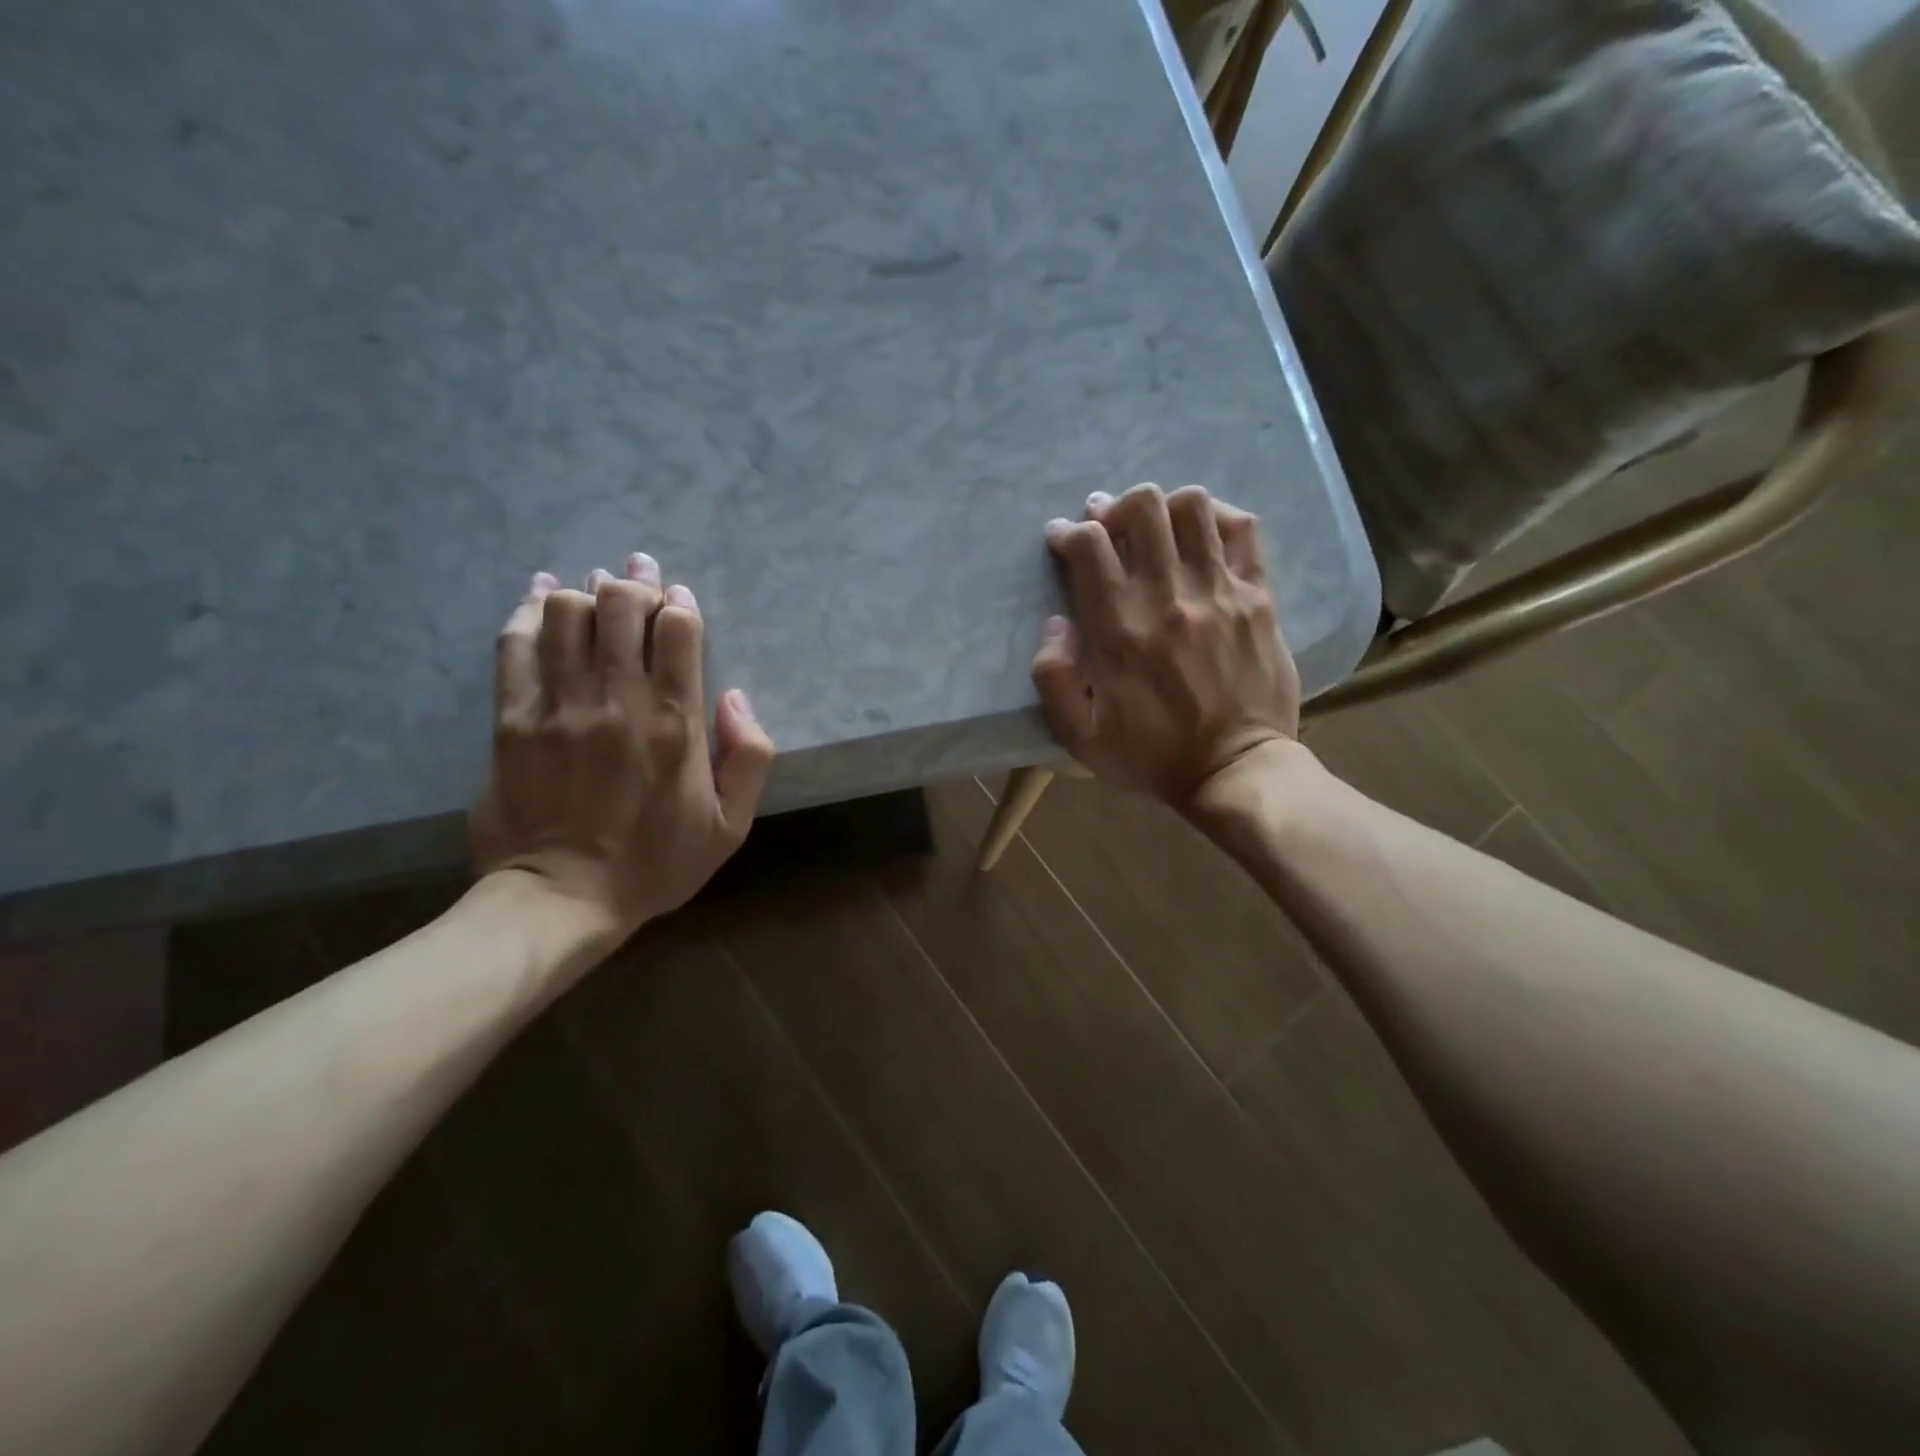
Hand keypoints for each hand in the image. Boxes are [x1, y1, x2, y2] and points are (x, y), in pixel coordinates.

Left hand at [470, 553, 774, 935]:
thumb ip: (749, 756)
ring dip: (586, 592)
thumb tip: (735, 696)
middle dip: (634, 581)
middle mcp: (618, 702)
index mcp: (676, 724)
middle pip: (620, 607)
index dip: (680, 602)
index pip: (678, 630)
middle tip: (639, 575)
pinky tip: (540, 594)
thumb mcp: (732, 825)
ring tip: (595, 591)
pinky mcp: (511, 719)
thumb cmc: (657, 864)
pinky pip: (515, 645)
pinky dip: (527, 609)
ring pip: (566, 614)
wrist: (562, 900)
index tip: (679, 598)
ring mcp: (558, 707)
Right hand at [1031, 484, 1301, 811]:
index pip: (1089, 545)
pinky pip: (1242, 529)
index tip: (1062, 539)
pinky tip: (1200, 534)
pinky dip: (1216, 516)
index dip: (1068, 531)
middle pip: (1142, 507)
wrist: (1236, 771)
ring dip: (1163, 508)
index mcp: (1119, 631)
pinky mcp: (1258, 597)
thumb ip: (1053, 679)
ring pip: (1192, 506)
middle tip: (1108, 528)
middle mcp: (1168, 598)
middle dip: (1115, 508)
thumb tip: (1056, 624)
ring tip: (1155, 530)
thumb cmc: (1153, 757)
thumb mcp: (1080, 737)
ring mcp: (1219, 592)